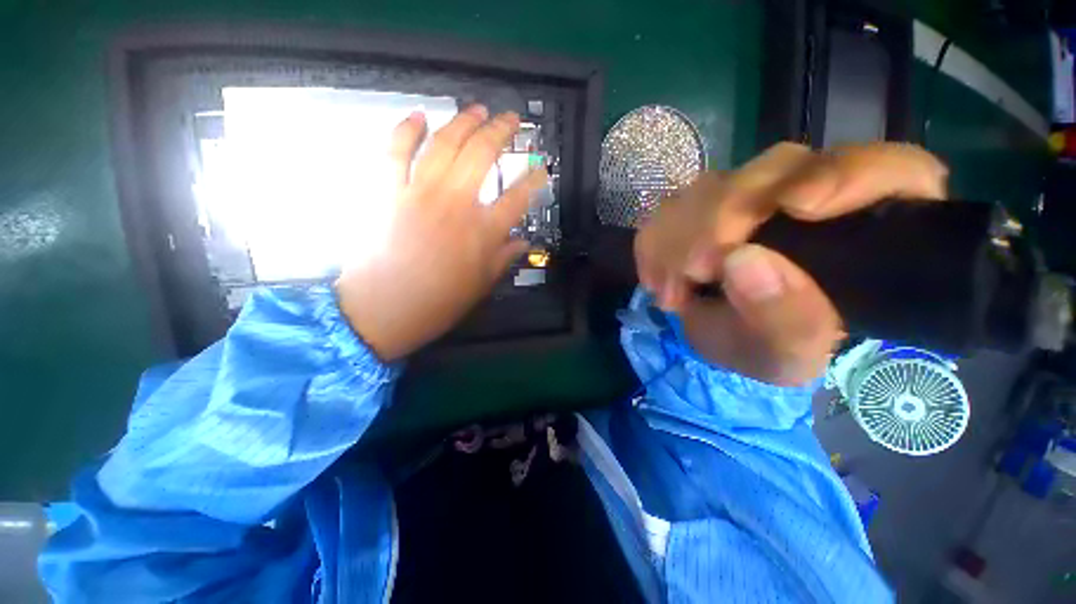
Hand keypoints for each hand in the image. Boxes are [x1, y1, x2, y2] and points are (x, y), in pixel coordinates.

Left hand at [336, 106, 546, 361]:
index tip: (543, 167)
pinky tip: (418, 117)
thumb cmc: (439, 303)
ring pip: (444, 144)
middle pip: (482, 154)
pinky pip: (395, 151)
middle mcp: (456, 203)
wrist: (384, 310)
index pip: (518, 197)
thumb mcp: (481, 285)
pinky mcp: (388, 191)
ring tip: (477, 109)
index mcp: (482, 231)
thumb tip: (524, 242)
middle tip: (511, 119)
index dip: (535, 179)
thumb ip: (504, 258)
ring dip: (463, 121)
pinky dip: (405, 130)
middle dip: (501, 131)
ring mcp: (419, 192)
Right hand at [635, 142, 947, 385]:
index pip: (887, 169)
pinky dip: (655, 243)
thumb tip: (741, 260)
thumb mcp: (788, 354)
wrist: (722, 340)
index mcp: (866, 226)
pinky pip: (670, 207)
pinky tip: (657, 278)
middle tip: (693, 271)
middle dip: (721, 217)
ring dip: (678, 237)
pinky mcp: (703, 205)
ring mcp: (749, 195)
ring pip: (713, 184)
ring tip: (671, 291)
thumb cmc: (771, 350)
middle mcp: (809, 193)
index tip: (796, 207)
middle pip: (777, 168)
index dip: (846, 173)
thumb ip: (784, 318)